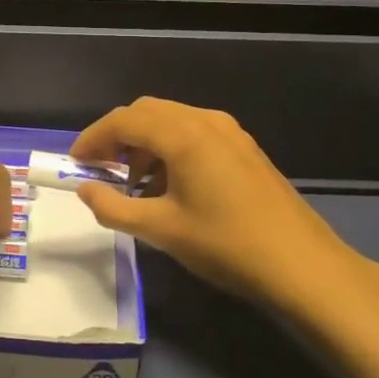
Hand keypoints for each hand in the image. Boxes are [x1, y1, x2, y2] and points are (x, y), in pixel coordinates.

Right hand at [71, 98, 378, 332]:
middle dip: (118, 137)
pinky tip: (170, 186)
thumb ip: (114, 208)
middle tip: (100, 170)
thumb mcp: (162, 230)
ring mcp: (230, 132)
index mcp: (183, 135)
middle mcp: (205, 121)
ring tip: (134, 185)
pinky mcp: (244, 148)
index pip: (124, 120)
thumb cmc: (227, 245)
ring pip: (172, 121)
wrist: (303, 265)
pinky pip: (194, 133)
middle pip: (147, 112)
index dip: (93, 138)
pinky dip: (170, 149)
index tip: (75, 163)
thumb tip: (85, 189)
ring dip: (145, 143)